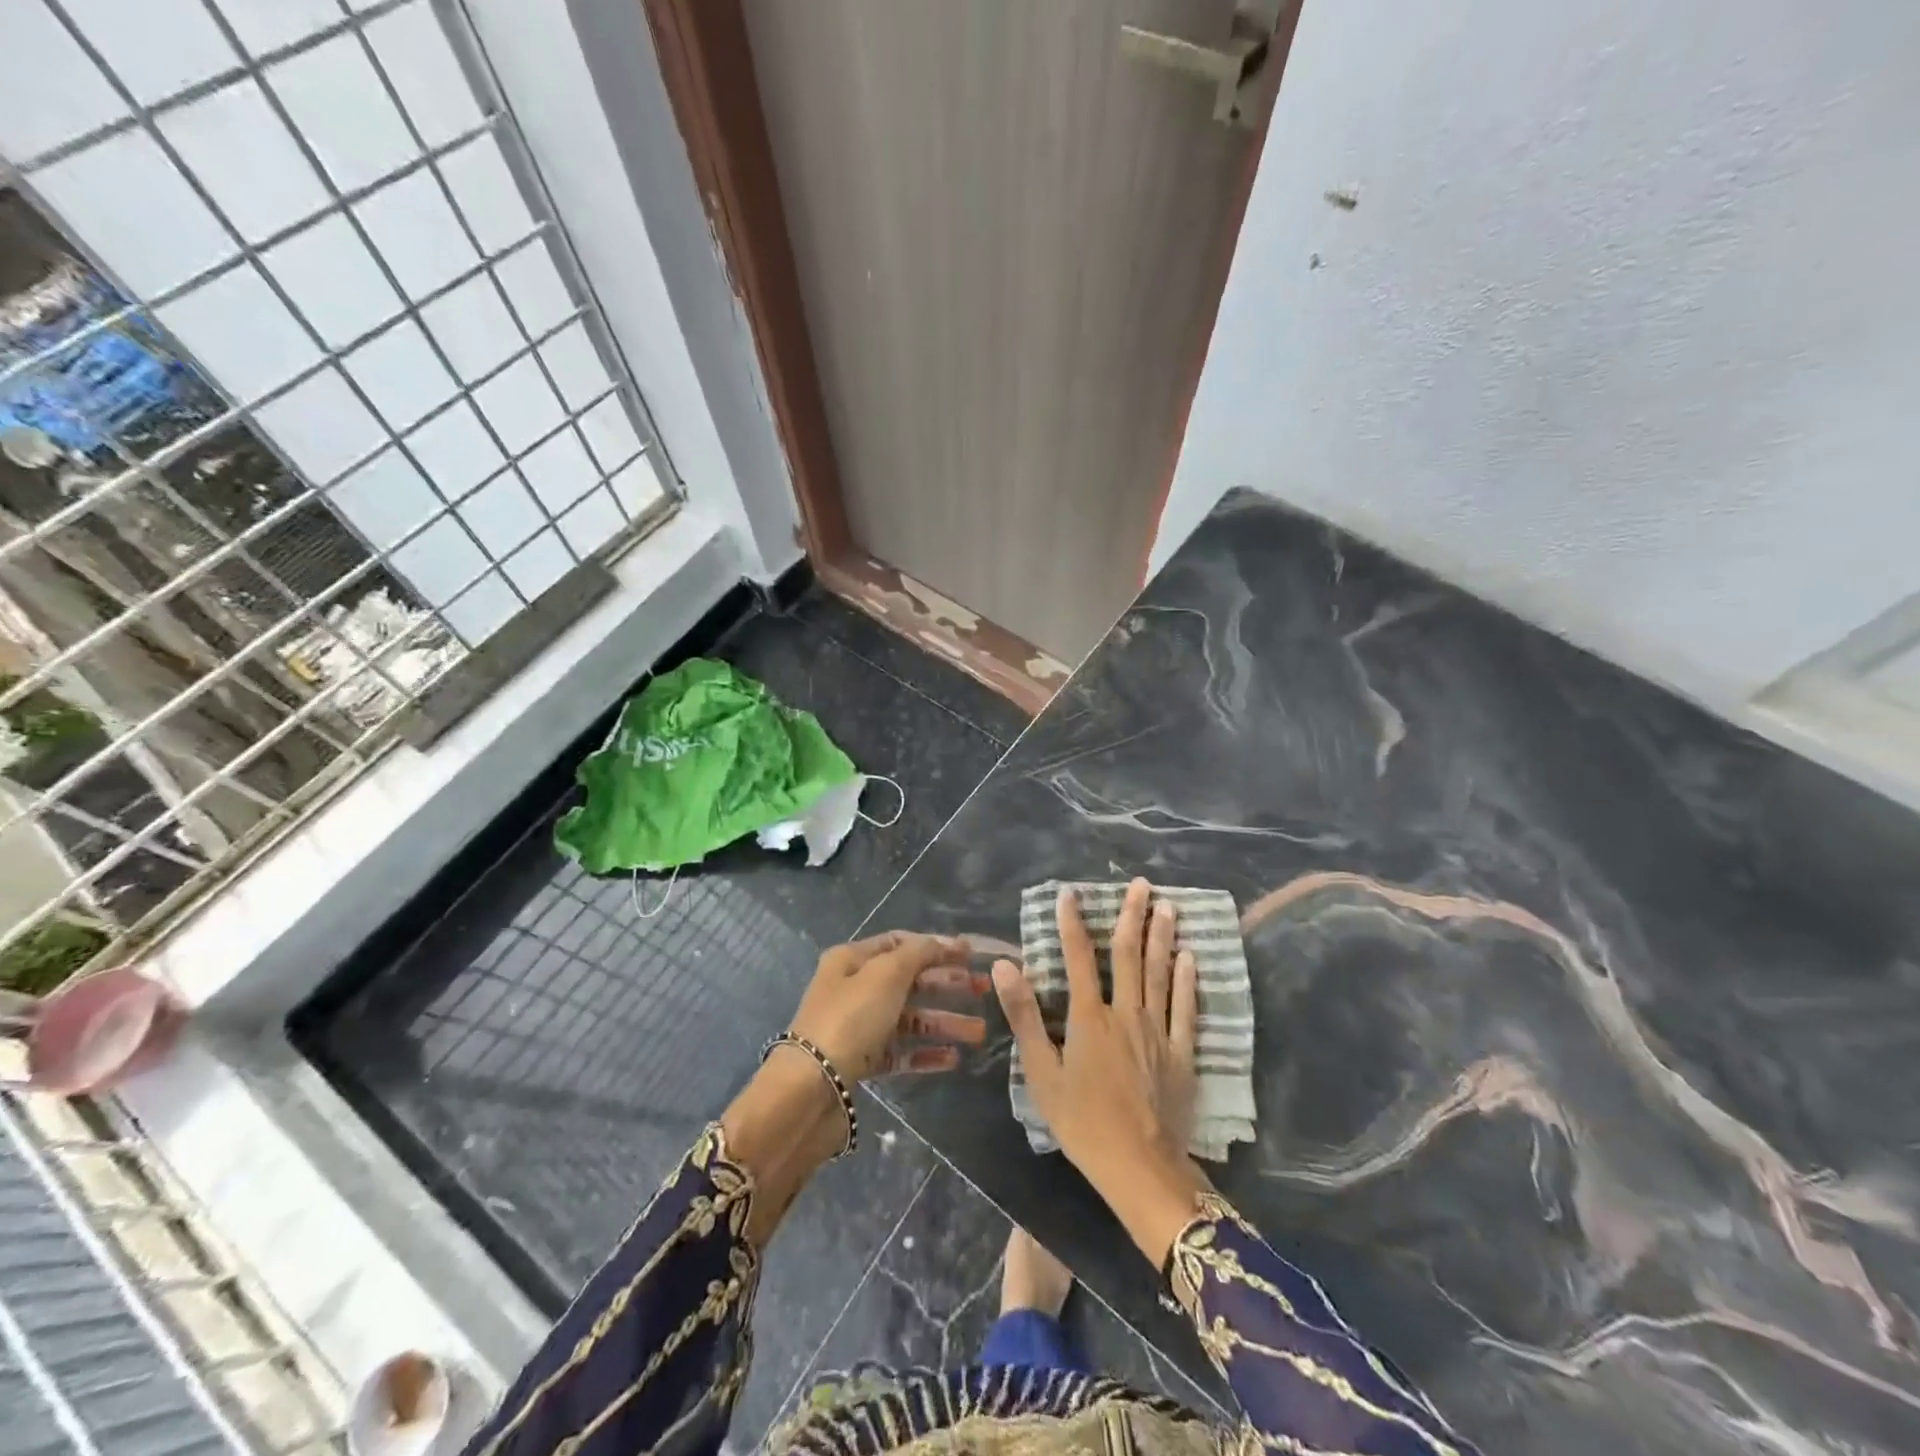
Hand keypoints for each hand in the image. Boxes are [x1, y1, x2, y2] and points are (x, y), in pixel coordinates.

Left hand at [723, 931, 985, 1247]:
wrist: (809, 1090)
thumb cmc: (850, 1019)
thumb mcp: (887, 974)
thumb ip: (919, 954)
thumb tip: (943, 942)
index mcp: (852, 959)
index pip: (900, 943)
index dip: (936, 946)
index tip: (971, 954)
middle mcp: (853, 988)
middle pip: (909, 980)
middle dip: (948, 984)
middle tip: (985, 990)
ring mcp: (857, 1027)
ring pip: (909, 1019)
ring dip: (944, 1022)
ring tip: (980, 1033)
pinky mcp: (861, 1063)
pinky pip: (900, 1052)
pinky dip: (926, 1053)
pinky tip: (953, 1059)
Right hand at [993, 880, 1208, 1265]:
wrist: (1139, 1167)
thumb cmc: (1082, 1123)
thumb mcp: (1041, 1072)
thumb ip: (1024, 1015)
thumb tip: (1004, 964)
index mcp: (1089, 1017)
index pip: (1079, 956)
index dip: (1072, 922)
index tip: (1070, 892)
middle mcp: (1126, 1012)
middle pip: (1129, 954)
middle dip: (1132, 915)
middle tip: (1140, 883)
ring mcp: (1158, 1031)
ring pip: (1161, 973)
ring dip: (1162, 936)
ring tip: (1167, 905)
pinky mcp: (1182, 1052)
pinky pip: (1187, 1009)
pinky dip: (1188, 981)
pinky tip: (1190, 958)